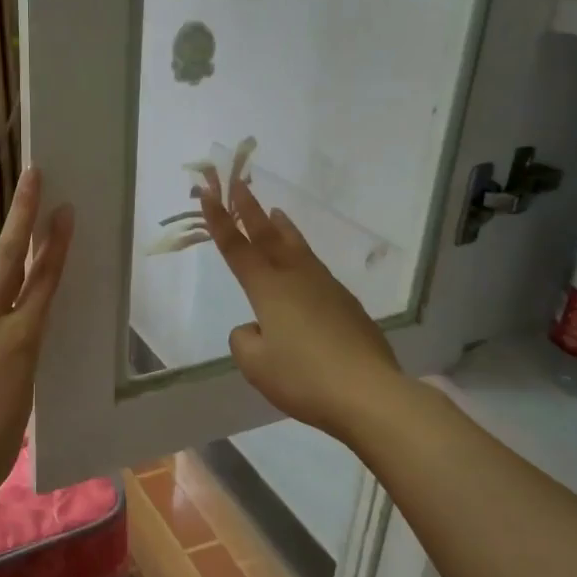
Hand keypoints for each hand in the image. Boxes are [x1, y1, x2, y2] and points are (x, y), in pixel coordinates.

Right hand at [198, 173, 401, 442]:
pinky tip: (304, 273)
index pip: (237, 249)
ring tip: (276, 213)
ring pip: (298, 248)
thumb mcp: (256, 365)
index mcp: (269, 290)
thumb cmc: (303, 377)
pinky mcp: (347, 305)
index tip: (208, 193)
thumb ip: (245, 340)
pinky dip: (303, 258)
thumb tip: (257, 327)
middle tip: (240, 184)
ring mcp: (327, 288)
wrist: (368, 392)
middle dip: (251, 210)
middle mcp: (297, 279)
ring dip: (282, 229)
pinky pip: (316, 271)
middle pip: (269, 237)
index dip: (220, 221)